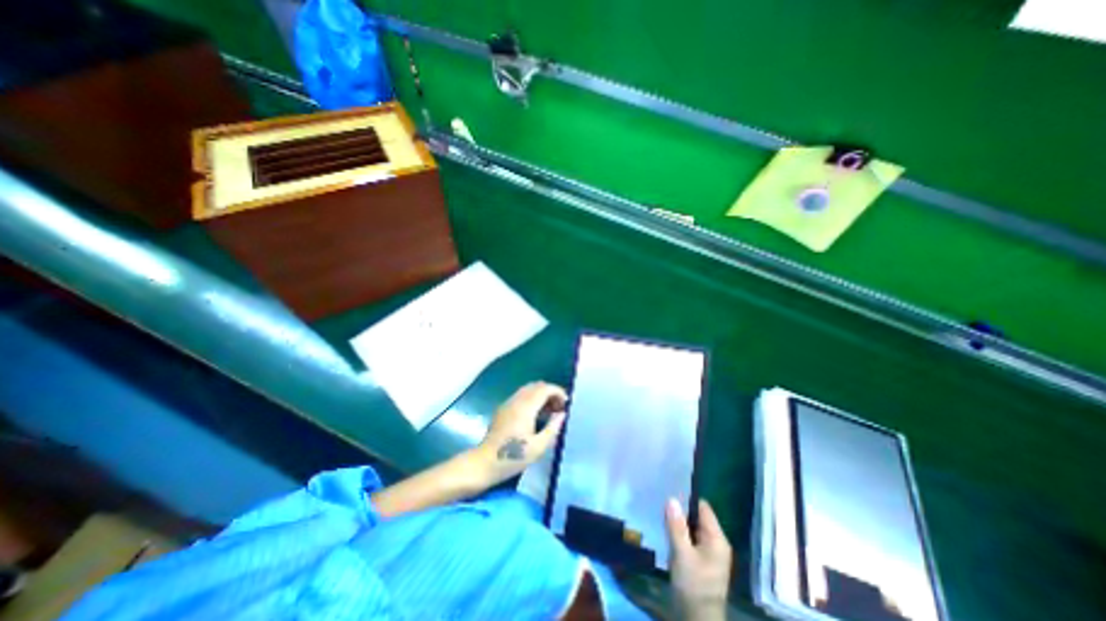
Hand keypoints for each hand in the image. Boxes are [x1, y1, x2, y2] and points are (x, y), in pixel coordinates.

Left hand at [472, 383, 563, 484]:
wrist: (484, 463)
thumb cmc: (513, 457)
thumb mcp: (538, 447)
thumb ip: (553, 428)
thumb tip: (562, 414)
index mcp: (525, 407)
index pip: (544, 388)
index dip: (558, 392)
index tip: (566, 403)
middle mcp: (516, 400)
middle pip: (536, 385)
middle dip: (550, 392)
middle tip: (559, 408)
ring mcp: (508, 403)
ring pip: (528, 389)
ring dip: (541, 395)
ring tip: (550, 411)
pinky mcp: (503, 409)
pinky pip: (521, 395)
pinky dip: (532, 398)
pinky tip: (536, 414)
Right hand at [669, 496, 731, 620]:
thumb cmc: (693, 586)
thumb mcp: (682, 554)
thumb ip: (676, 526)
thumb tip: (671, 498)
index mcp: (717, 539)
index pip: (702, 507)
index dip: (686, 498)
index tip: (668, 492)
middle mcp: (716, 542)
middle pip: (696, 517)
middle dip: (680, 511)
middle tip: (661, 504)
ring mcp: (709, 553)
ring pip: (691, 528)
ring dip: (678, 523)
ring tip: (660, 515)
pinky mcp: (701, 561)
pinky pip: (689, 539)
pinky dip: (679, 535)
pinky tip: (666, 532)